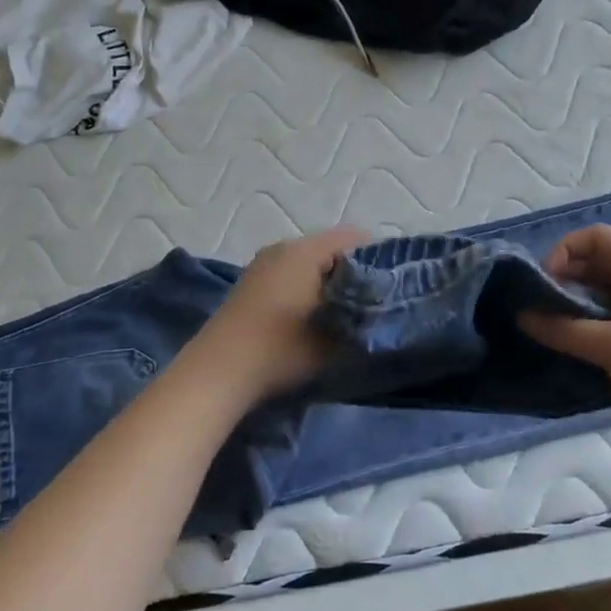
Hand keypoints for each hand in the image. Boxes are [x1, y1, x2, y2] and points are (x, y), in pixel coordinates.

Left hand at [180, 226, 369, 400]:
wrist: (217, 372)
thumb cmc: (280, 349)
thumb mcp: (333, 340)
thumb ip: (363, 321)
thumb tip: (383, 311)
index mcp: (305, 251)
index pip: (355, 238)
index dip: (379, 259)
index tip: (392, 287)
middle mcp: (283, 247)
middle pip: (332, 248)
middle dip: (354, 272)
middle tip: (373, 303)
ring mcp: (263, 263)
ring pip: (310, 262)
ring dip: (329, 282)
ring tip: (345, 313)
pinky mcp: (251, 283)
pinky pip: (291, 273)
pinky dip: (306, 288)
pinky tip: (312, 317)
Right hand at [519, 225, 610, 453]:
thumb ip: (563, 329)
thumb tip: (522, 315)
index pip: (596, 237)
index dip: (563, 253)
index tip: (544, 287)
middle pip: (602, 265)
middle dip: (568, 284)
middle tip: (546, 316)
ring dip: (583, 310)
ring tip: (562, 337)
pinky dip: (601, 329)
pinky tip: (589, 355)